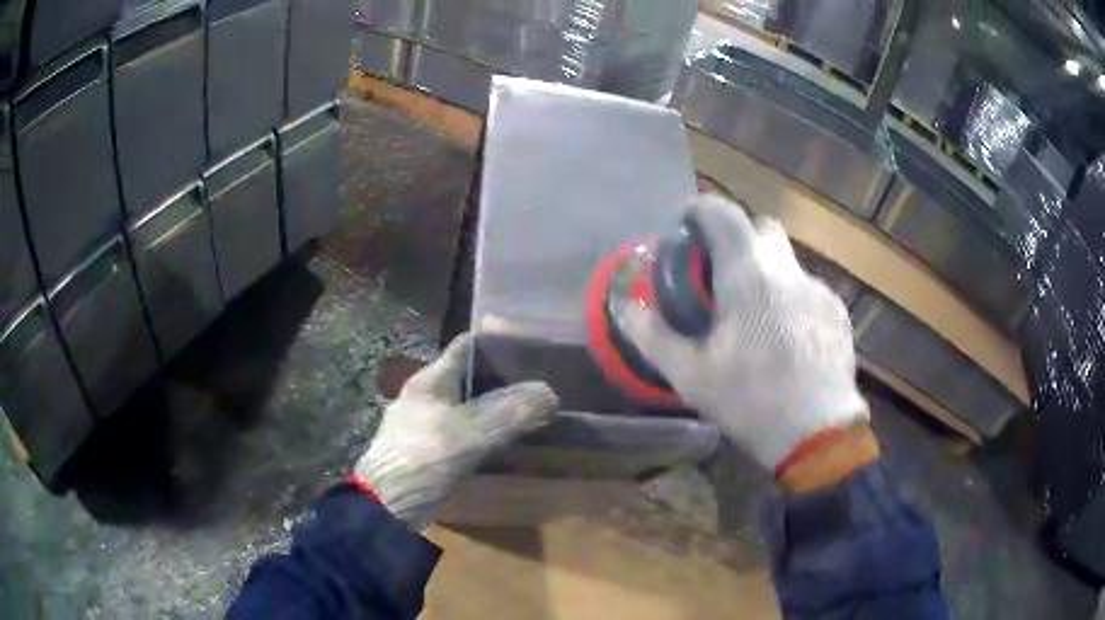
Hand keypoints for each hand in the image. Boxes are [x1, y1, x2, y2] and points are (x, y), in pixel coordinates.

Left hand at [355, 333, 557, 528]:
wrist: (386, 506)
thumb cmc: (423, 458)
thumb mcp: (470, 432)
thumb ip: (511, 412)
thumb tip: (550, 393)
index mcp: (431, 380)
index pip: (467, 345)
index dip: (499, 341)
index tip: (533, 348)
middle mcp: (426, 396)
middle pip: (470, 376)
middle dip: (505, 379)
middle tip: (541, 384)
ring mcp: (425, 424)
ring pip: (469, 407)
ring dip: (497, 410)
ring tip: (533, 413)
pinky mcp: (428, 451)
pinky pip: (464, 433)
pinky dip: (486, 435)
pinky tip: (507, 446)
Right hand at [622, 195, 868, 472]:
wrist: (817, 434)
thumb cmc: (750, 401)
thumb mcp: (691, 375)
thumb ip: (653, 336)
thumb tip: (626, 307)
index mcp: (749, 276)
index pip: (723, 214)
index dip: (700, 209)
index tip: (685, 223)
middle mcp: (788, 270)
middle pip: (762, 228)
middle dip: (738, 239)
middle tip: (721, 274)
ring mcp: (819, 289)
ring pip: (787, 261)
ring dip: (766, 273)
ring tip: (756, 318)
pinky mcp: (838, 311)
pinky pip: (808, 290)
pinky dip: (791, 300)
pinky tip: (787, 339)